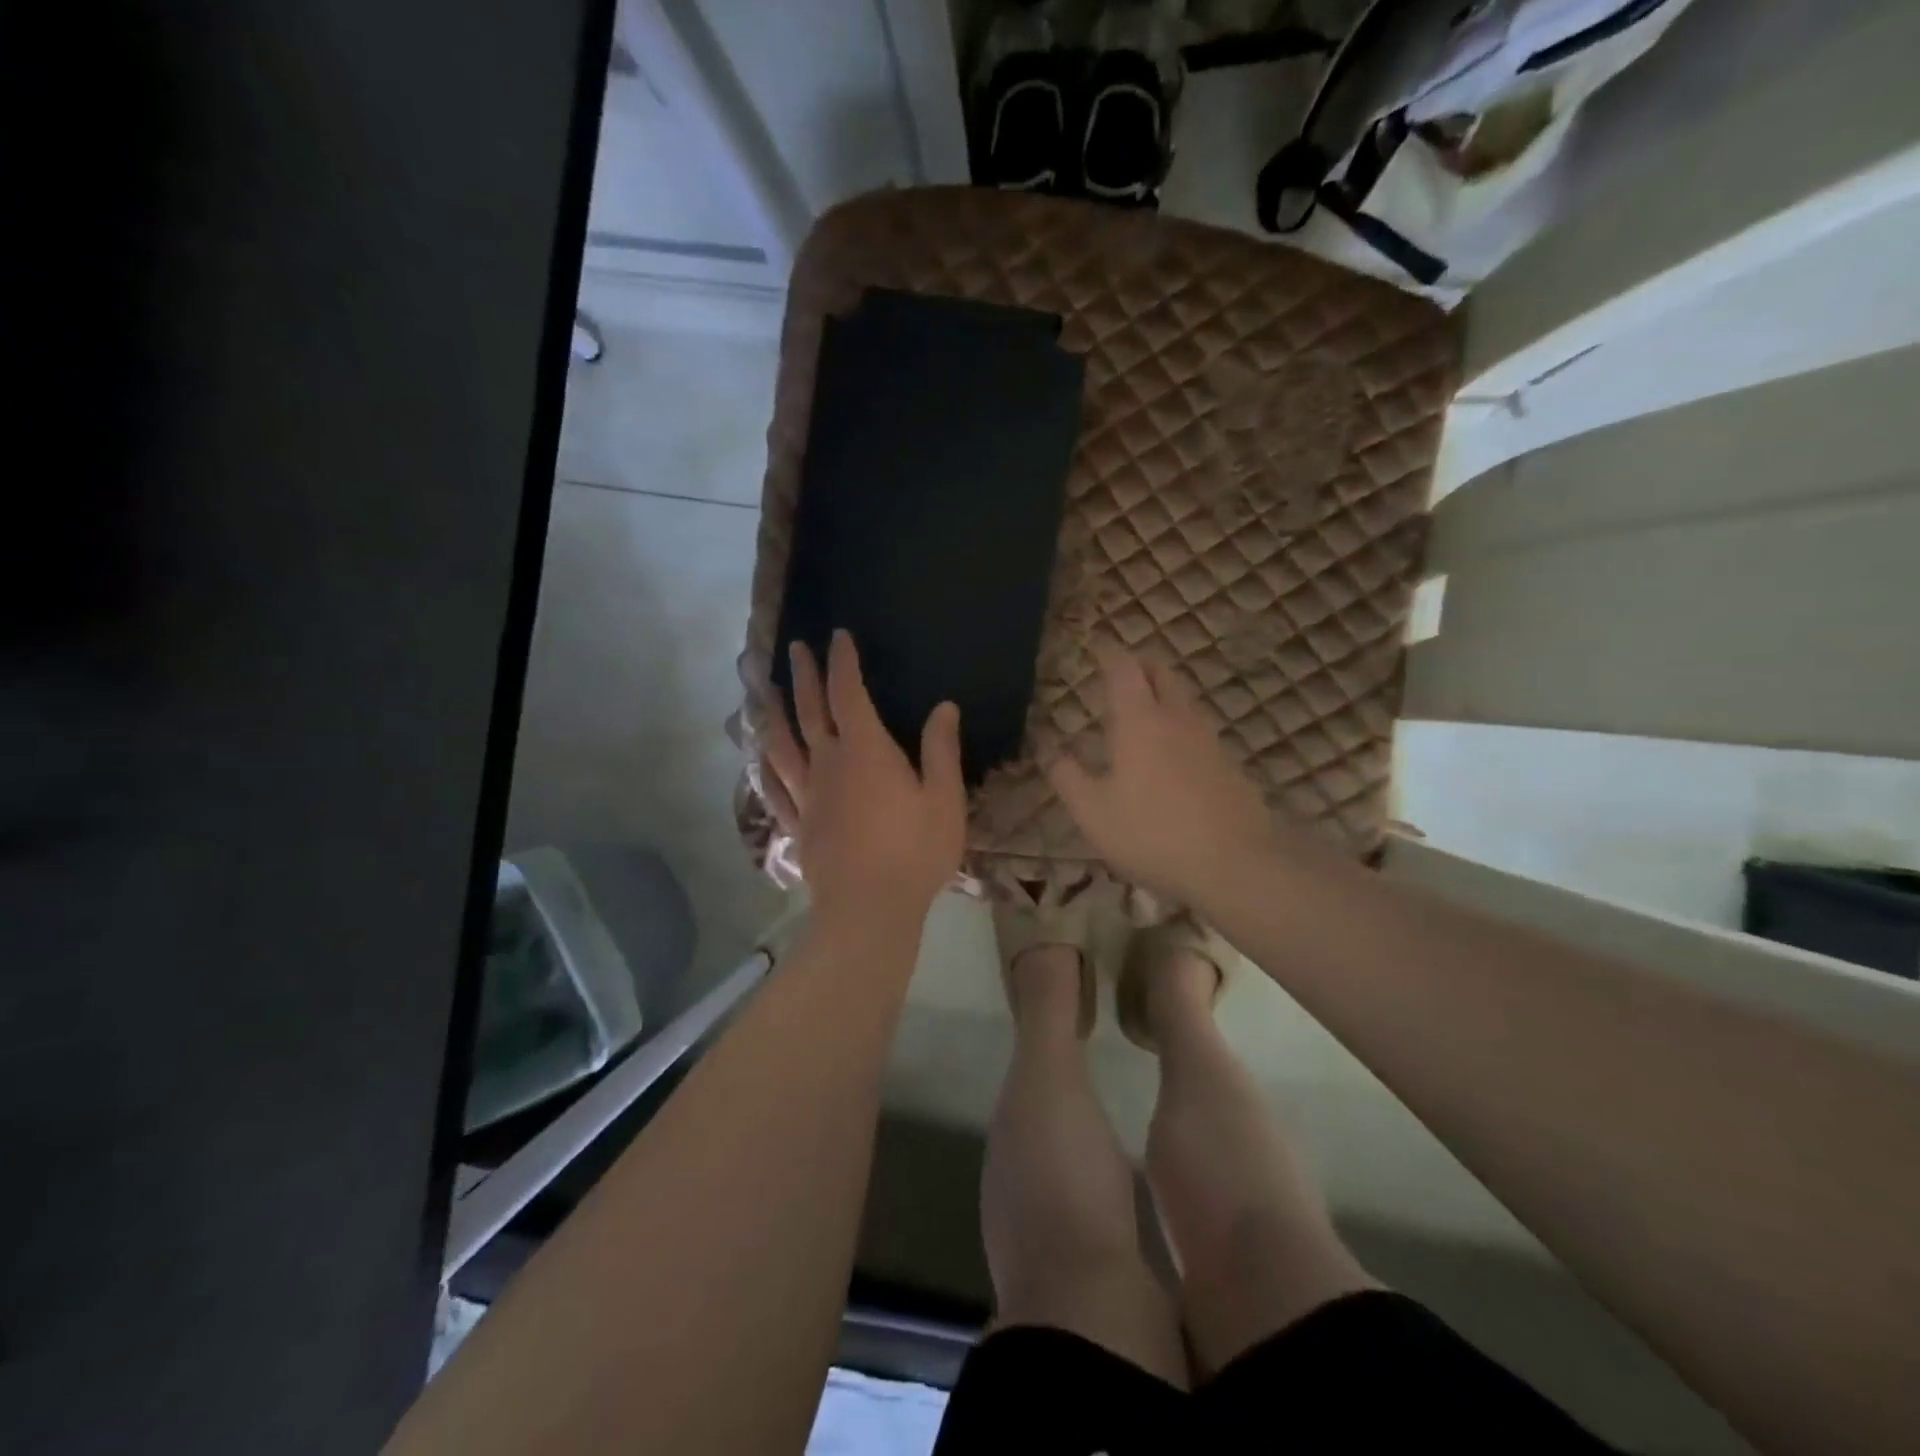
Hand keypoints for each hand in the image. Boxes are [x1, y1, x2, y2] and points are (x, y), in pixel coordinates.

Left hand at [762, 631, 965, 933]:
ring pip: (784, 744)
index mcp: (865, 751)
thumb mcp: (944, 799)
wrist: (868, 909)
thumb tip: (943, 707)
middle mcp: (828, 764)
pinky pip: (777, 787)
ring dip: (777, 713)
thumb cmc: (914, 851)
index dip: (843, 662)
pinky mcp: (798, 825)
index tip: (838, 636)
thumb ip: (941, 749)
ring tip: (768, 691)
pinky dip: (768, 765)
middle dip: (804, 676)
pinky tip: (762, 755)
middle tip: (795, 648)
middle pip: (811, 711)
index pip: (849, 693)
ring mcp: (808, 795)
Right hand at [1047, 644, 1280, 906]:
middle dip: (1141, 664)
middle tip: (1122, 669)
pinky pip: (1199, 729)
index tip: (1097, 646)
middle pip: (1162, 673)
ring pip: (1184, 699)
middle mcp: (1177, 719)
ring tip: (1144, 706)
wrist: (1236, 863)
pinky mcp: (1229, 765)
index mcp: (1139, 721)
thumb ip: (1068, 778)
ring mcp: (1209, 740)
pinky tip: (1173, 751)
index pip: (1124, 669)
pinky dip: (1180, 724)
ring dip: (1164, 692)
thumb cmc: (1153, 833)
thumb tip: (1050, 751)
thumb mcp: (1094, 813)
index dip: (1109, 653)